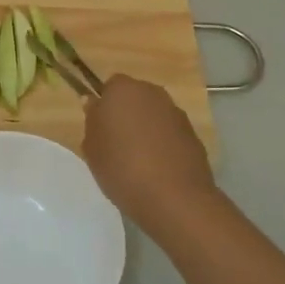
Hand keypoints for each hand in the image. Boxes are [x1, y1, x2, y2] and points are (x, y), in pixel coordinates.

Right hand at [82, 76, 217, 233]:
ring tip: (137, 160)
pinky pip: (170, 133)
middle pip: (134, 97)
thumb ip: (92, 120)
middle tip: (115, 144)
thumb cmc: (122, 168)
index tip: (100, 128)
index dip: (104, 105)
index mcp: (123, 90)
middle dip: (126, 114)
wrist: (174, 197)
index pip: (110, 86)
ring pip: (154, 115)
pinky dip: (163, 144)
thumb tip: (94, 104)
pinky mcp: (193, 133)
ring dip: (146, 129)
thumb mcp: (92, 148)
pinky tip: (158, 169)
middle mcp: (152, 93)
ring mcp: (176, 112)